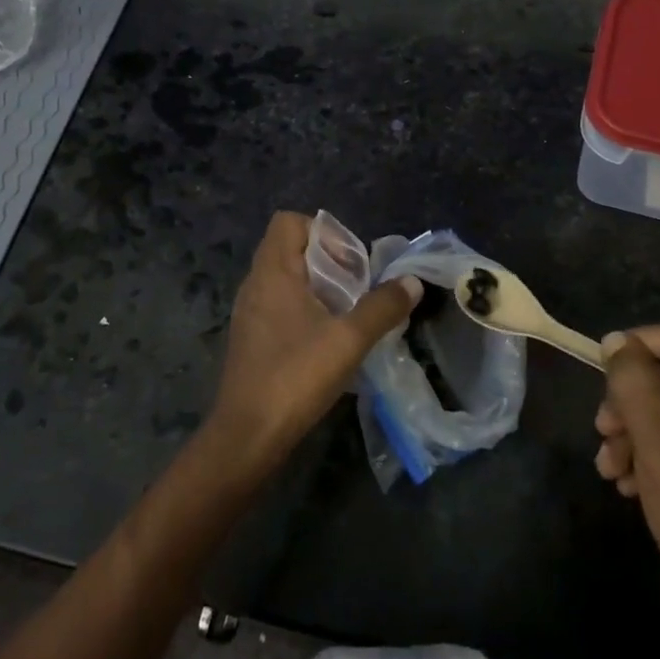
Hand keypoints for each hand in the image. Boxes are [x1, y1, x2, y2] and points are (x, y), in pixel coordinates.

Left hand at [209, 212, 421, 466]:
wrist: (247, 437)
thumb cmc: (296, 377)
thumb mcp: (349, 340)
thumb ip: (383, 307)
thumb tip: (412, 282)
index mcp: (272, 272)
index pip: (289, 222)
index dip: (323, 232)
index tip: (350, 262)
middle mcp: (255, 285)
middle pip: (290, 249)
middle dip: (329, 262)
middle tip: (357, 289)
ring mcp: (249, 313)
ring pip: (287, 280)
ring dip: (319, 289)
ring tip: (348, 315)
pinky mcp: (251, 339)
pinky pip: (280, 306)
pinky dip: (305, 311)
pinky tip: (327, 341)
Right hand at [596, 324, 659, 658]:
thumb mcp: (658, 442)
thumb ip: (634, 382)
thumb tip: (616, 340)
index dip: (636, 346)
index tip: (600, 371)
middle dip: (629, 400)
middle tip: (602, 429)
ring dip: (632, 430)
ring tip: (608, 466)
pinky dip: (649, 451)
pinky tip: (625, 482)